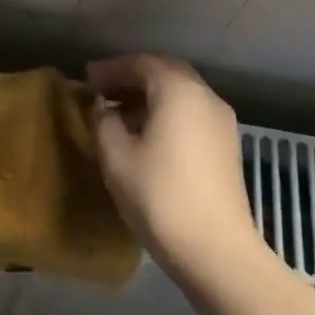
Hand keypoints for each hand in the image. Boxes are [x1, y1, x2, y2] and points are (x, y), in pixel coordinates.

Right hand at [89, 53, 261, 276]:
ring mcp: (222, 121)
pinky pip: (192, 112)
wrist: (217, 251)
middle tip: (103, 90)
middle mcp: (204, 95)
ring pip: (181, 92)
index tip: (87, 79)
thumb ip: (103, 122)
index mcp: (178, 89)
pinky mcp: (227, 145)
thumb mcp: (116, 156)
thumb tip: (103, 108)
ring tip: (121, 114)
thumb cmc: (160, 196)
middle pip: (165, 71)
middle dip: (132, 76)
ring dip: (150, 95)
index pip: (140, 63)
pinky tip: (148, 134)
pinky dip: (167, 111)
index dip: (111, 69)